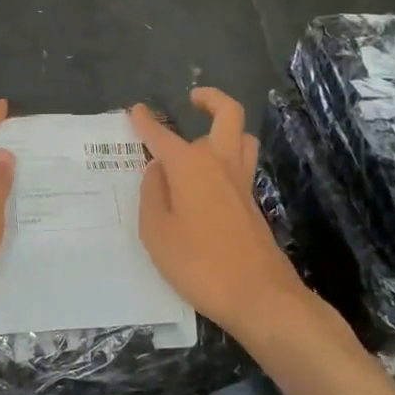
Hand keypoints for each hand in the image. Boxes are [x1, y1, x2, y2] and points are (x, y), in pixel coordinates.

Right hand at [129, 89, 308, 339]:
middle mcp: (220, 163)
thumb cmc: (199, 264)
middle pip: (227, 114)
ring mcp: (242, 183)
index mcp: (191, 166)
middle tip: (193, 99)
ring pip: (243, 137)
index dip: (146, 122)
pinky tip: (208, 181)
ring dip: (226, 128)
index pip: (163, 135)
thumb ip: (152, 195)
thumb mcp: (157, 233)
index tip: (135, 111)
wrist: (259, 295)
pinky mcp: (253, 204)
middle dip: (210, 99)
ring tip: (204, 137)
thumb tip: (156, 170)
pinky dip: (227, 158)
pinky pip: (242, 164)